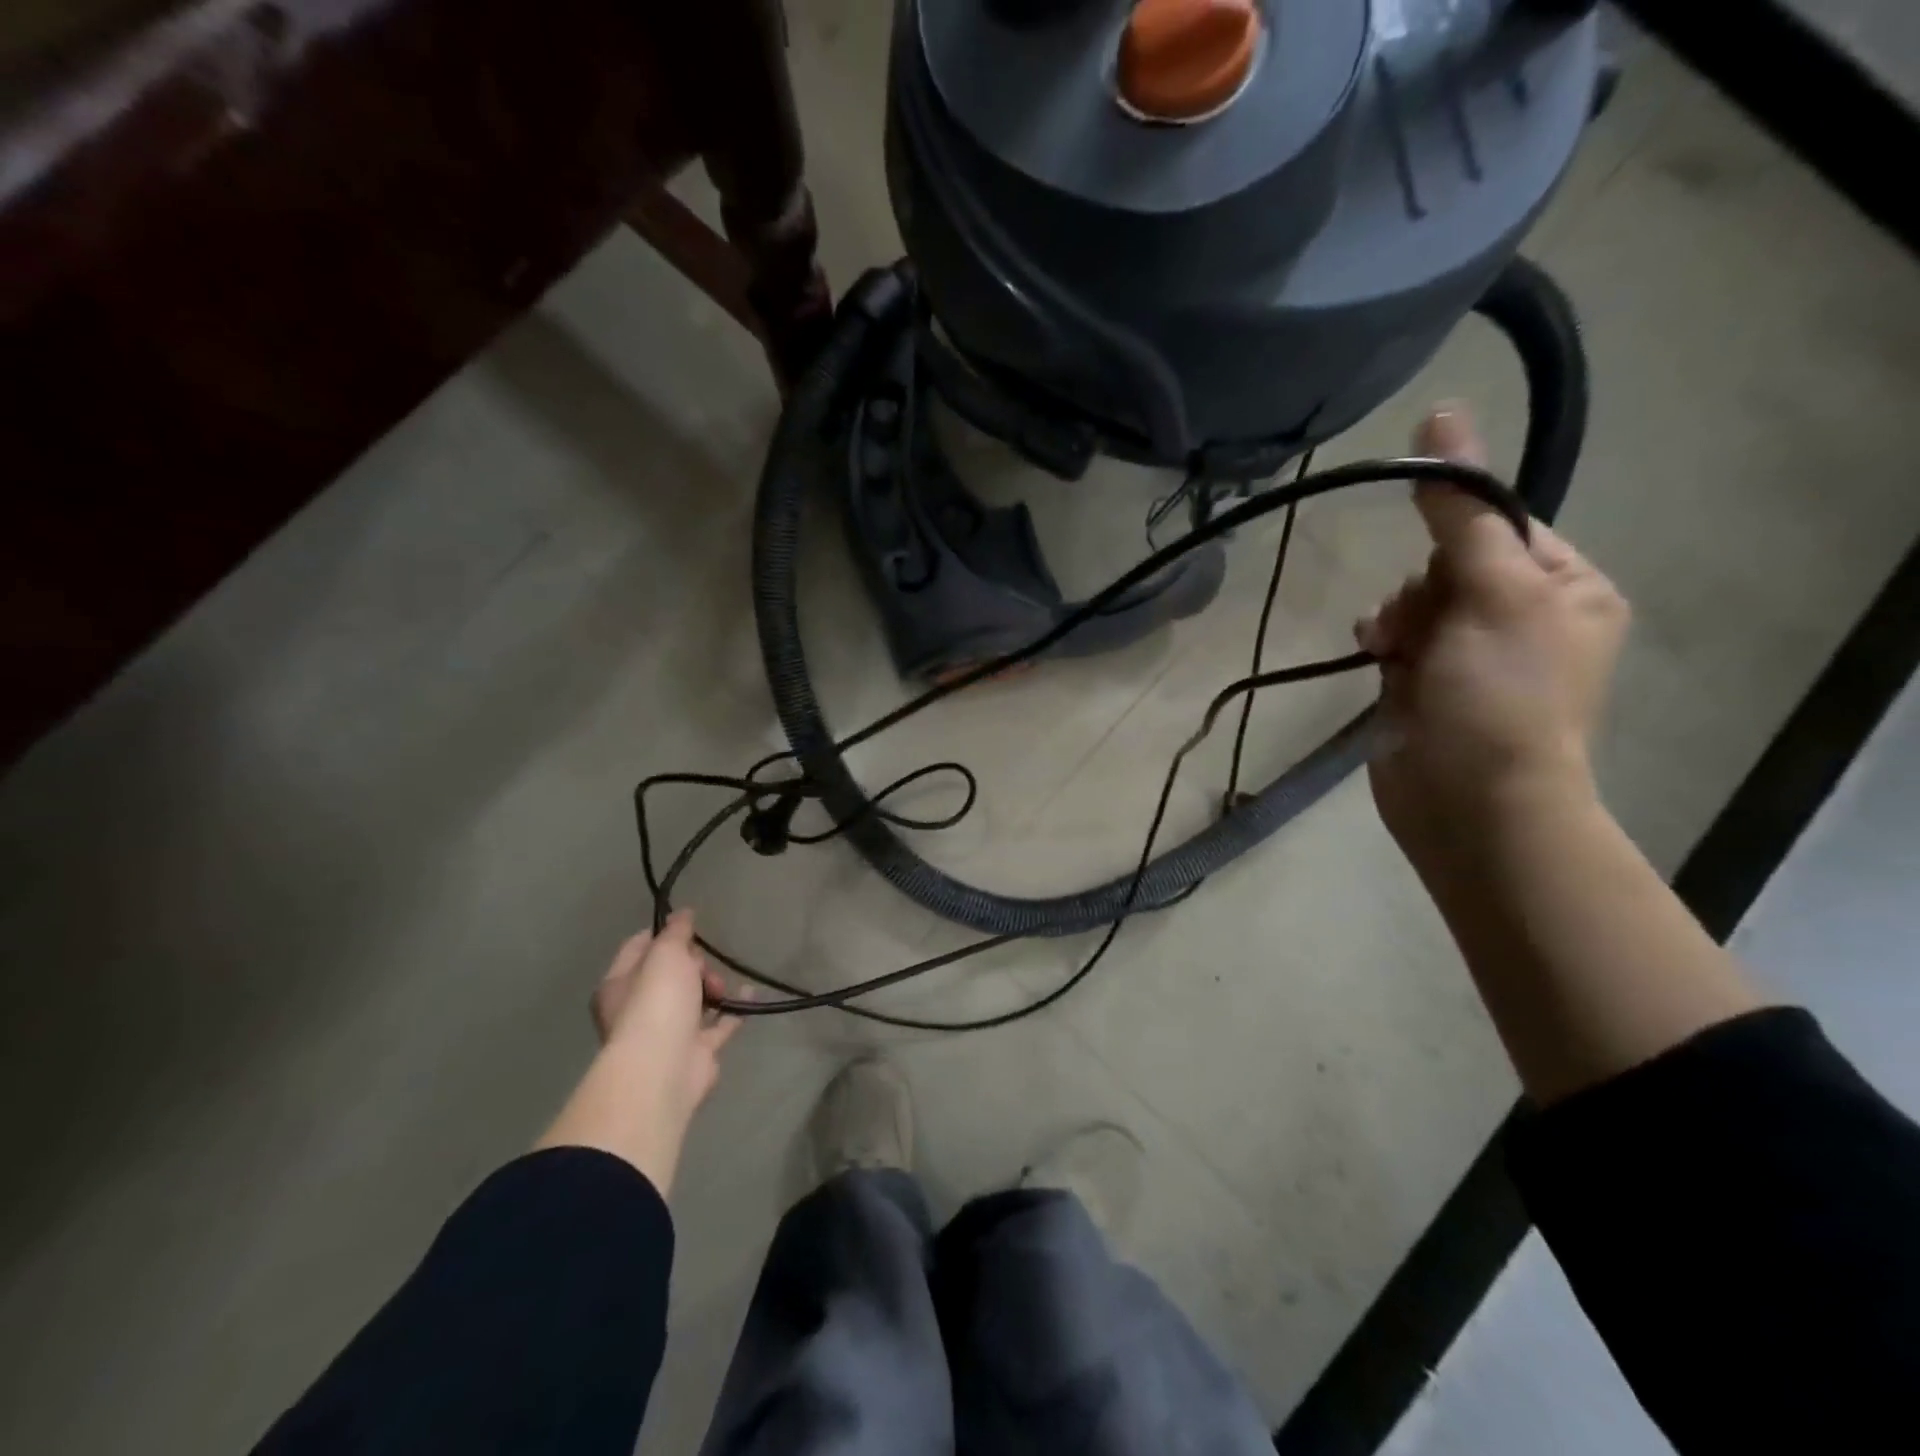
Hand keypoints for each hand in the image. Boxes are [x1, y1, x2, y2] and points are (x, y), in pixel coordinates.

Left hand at [537, 910, 742, 1194]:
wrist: (665, 1068)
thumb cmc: (656, 1003)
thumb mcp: (665, 954)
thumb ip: (676, 932)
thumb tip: (682, 914)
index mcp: (618, 986)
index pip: (638, 948)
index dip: (663, 933)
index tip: (689, 925)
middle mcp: (638, 1010)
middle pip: (670, 973)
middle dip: (693, 963)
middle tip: (701, 965)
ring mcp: (667, 1033)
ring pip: (694, 998)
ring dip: (712, 985)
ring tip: (720, 987)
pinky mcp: (695, 1051)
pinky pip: (718, 1022)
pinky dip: (733, 1007)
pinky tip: (748, 993)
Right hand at [1357, 405, 1629, 845]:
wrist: (1468, 800)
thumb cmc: (1498, 694)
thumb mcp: (1491, 591)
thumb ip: (1461, 509)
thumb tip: (1442, 412)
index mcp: (1568, 588)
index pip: (1503, 524)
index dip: (1460, 533)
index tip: (1435, 559)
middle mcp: (1524, 615)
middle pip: (1452, 561)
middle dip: (1424, 585)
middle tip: (1419, 619)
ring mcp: (1471, 653)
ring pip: (1416, 599)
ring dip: (1397, 615)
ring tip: (1391, 646)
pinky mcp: (1425, 682)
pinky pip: (1397, 636)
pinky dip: (1384, 640)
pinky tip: (1377, 654)